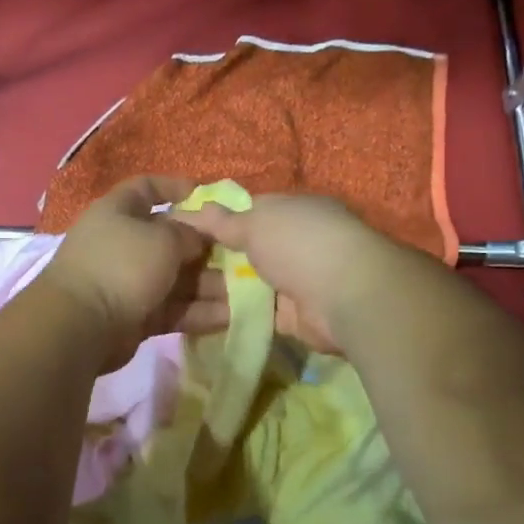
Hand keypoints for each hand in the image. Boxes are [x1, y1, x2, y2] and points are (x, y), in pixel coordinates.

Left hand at [41, 178, 228, 371]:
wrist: (81, 324)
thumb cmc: (123, 265)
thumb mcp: (164, 239)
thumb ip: (189, 234)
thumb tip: (197, 240)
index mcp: (118, 212)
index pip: (146, 188)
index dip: (175, 187)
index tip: (207, 194)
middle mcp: (121, 243)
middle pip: (169, 240)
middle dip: (205, 249)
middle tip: (241, 257)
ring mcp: (126, 281)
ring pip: (174, 279)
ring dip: (208, 286)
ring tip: (245, 294)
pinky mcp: (133, 316)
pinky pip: (171, 309)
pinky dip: (197, 312)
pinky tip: (229, 318)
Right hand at [180, 193, 401, 353]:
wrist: (345, 296)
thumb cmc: (299, 243)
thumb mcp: (254, 223)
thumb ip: (223, 221)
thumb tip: (191, 208)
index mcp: (294, 210)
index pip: (251, 211)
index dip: (221, 220)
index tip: (186, 231)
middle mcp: (298, 242)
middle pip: (251, 248)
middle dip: (220, 257)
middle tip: (179, 265)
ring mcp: (298, 279)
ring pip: (253, 282)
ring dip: (226, 287)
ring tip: (184, 292)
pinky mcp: (296, 315)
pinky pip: (259, 312)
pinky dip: (238, 314)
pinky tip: (206, 315)